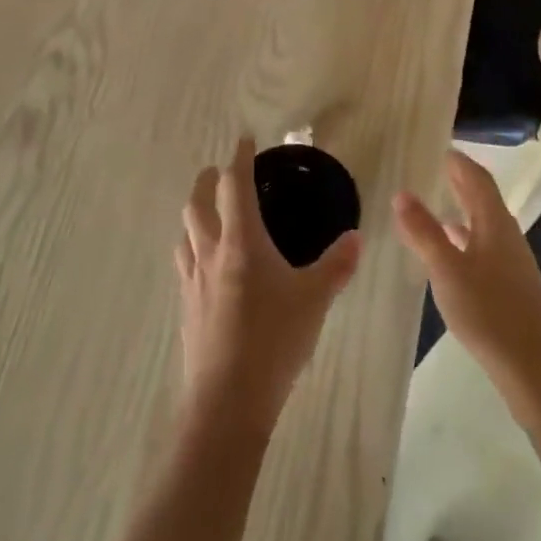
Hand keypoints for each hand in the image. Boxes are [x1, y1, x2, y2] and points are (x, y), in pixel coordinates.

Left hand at [175, 137, 361, 437]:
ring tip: (209, 213)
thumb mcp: (314, 300)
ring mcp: (192, 281)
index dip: (239, 157)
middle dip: (207, 180)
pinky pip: (184, 263)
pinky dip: (192, 248)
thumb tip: (356, 237)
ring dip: (194, 213)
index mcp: (241, 242)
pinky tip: (206, 265)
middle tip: (221, 172)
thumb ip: (337, 266)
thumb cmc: (273, 340)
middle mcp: (210, 252)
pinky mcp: (186, 307)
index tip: (244, 139)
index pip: (234, 185)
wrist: (227, 400)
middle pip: (197, 202)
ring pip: (184, 232)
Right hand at [394, 152, 540, 424]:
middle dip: (457, 180)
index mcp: (494, 223)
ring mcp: (511, 260)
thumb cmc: (489, 313)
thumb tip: (402, 193)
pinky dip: (463, 236)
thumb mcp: (446, 270)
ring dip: (460, 208)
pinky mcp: (510, 284)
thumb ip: (423, 232)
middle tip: (429, 168)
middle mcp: (506, 234)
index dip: (457, 160)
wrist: (535, 368)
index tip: (434, 146)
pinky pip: (483, 245)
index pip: (476, 177)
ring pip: (482, 222)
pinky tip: (449, 250)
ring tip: (432, 202)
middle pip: (482, 197)